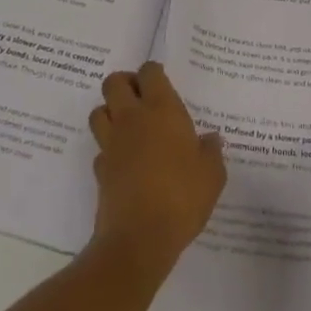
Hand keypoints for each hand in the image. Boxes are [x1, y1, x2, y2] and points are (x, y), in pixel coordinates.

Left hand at [88, 61, 225, 273]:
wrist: (139, 238)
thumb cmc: (182, 196)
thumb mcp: (212, 174)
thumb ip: (211, 152)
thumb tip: (211, 139)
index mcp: (161, 109)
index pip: (149, 72)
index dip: (153, 73)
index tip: (162, 83)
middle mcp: (132, 118)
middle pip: (114, 82)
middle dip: (125, 84)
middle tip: (141, 98)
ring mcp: (112, 143)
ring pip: (99, 111)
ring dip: (110, 112)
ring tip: (129, 126)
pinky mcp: (100, 170)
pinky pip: (100, 149)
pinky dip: (109, 151)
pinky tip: (124, 163)